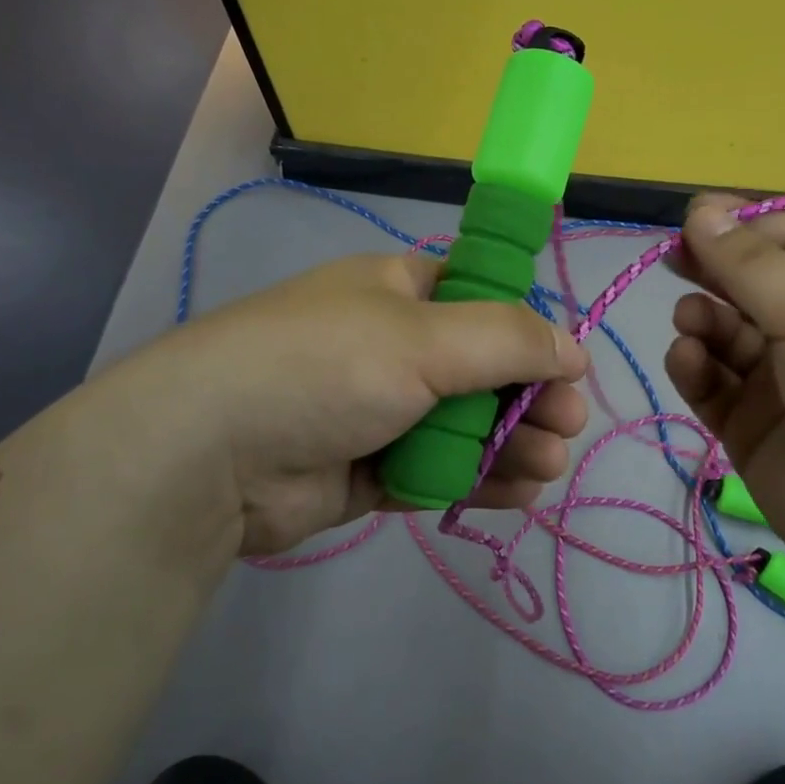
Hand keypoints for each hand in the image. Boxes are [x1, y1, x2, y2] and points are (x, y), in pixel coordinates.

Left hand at [125, 252, 588, 557]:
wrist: (211, 456)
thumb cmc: (326, 366)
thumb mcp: (423, 337)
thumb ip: (506, 340)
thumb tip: (573, 349)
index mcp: (400, 290)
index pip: (482, 300)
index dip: (527, 331)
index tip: (564, 366)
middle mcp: (393, 345)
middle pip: (482, 368)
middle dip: (529, 397)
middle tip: (566, 425)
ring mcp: (380, 409)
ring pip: (466, 424)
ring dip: (512, 443)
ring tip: (548, 465)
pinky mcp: (370, 468)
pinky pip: (439, 468)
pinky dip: (478, 480)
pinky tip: (519, 493)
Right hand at [664, 194, 784, 593]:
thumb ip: (751, 265)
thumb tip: (700, 210)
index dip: (739, 225)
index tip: (689, 220)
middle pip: (748, 284)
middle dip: (711, 270)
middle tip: (673, 263)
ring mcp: (779, 382)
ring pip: (723, 334)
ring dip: (701, 320)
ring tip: (692, 324)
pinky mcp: (750, 429)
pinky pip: (710, 385)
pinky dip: (693, 367)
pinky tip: (688, 360)